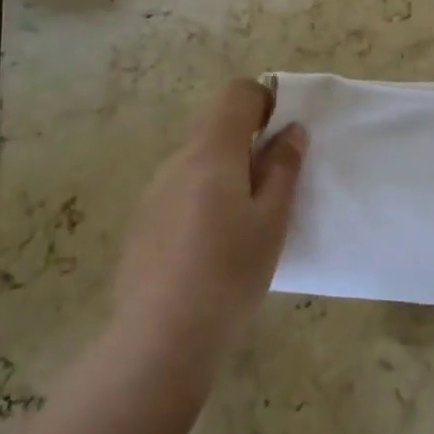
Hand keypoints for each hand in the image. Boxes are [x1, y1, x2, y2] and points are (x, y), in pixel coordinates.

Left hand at [112, 79, 305, 382]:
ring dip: (224, 175)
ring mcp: (153, 192)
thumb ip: (284, 168)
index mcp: (212, 152)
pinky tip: (210, 250)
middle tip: (273, 189)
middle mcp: (177, 161)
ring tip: (243, 227)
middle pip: (216, 129)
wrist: (160, 339)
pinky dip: (202, 201)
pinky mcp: (141, 223)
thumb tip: (291, 130)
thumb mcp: (272, 220)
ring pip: (197, 163)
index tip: (283, 135)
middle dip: (248, 145)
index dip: (264, 101)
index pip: (236, 94)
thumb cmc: (229, 272)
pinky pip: (179, 192)